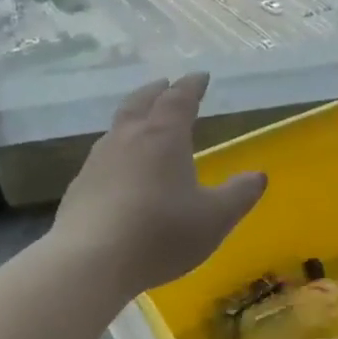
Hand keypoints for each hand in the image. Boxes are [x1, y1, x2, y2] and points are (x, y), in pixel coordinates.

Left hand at [52, 73, 266, 295]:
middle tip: (166, 84)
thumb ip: (239, 195)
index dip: (192, 86)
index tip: (201, 76)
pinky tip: (118, 170)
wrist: (90, 261)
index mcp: (163, 137)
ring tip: (142, 122)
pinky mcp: (79, 187)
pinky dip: (117, 151)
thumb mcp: (214, 218)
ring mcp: (98, 161)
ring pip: (117, 127)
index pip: (179, 99)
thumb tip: (258, 176)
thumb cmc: (161, 233)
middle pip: (141, 102)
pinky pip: (102, 157)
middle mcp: (128, 139)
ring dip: (133, 117)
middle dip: (156, 91)